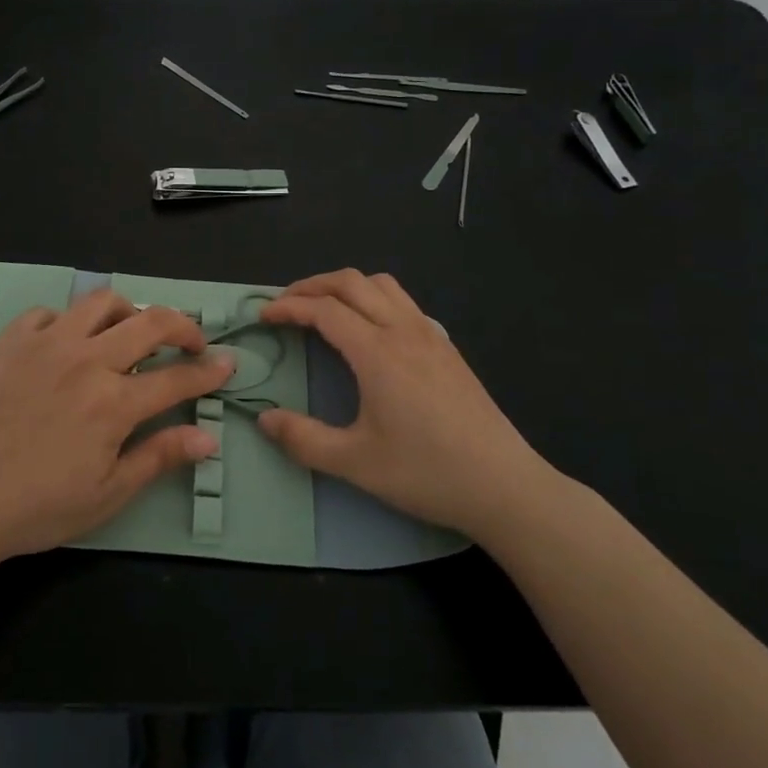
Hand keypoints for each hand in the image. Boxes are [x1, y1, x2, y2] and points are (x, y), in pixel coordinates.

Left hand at [0, 290, 232, 565]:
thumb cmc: (36, 507)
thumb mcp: (107, 494)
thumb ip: (159, 457)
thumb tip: (208, 439)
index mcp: (115, 402)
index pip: (177, 377)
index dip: (208, 371)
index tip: (227, 363)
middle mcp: (87, 360)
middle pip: (151, 322)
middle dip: (183, 326)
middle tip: (190, 342)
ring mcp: (47, 343)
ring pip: (101, 301)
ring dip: (128, 311)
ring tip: (130, 331)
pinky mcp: (11, 340)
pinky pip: (48, 312)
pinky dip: (67, 321)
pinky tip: (66, 343)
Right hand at [257, 270, 550, 537]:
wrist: (504, 486)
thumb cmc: (426, 472)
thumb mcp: (355, 463)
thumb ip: (304, 439)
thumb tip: (264, 419)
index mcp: (377, 351)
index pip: (324, 310)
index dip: (288, 307)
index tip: (263, 316)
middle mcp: (403, 330)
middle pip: (351, 282)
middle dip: (312, 285)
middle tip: (285, 304)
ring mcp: (430, 335)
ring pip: (382, 284)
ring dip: (345, 285)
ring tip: (323, 307)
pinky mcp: (447, 348)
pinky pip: (404, 302)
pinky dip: (374, 298)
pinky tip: (370, 330)